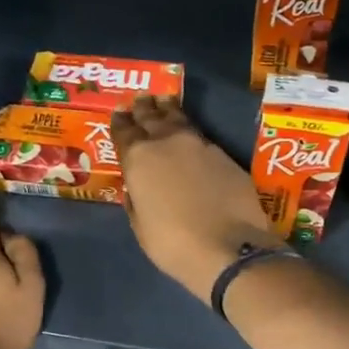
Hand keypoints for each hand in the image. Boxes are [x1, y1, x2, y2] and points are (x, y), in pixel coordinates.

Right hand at [112, 96, 280, 302]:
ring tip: (164, 103)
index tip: (119, 113)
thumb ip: (136, 200)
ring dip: (169, 110)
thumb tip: (137, 188)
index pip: (124, 132)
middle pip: (152, 117)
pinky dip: (191, 132)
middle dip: (144, 109)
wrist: (230, 248)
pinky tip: (190, 135)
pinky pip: (201, 137)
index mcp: (139, 159)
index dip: (120, 122)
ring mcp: (200, 145)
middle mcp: (167, 143)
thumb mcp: (141, 226)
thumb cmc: (174, 244)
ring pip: (179, 120)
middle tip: (141, 99)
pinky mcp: (225, 155)